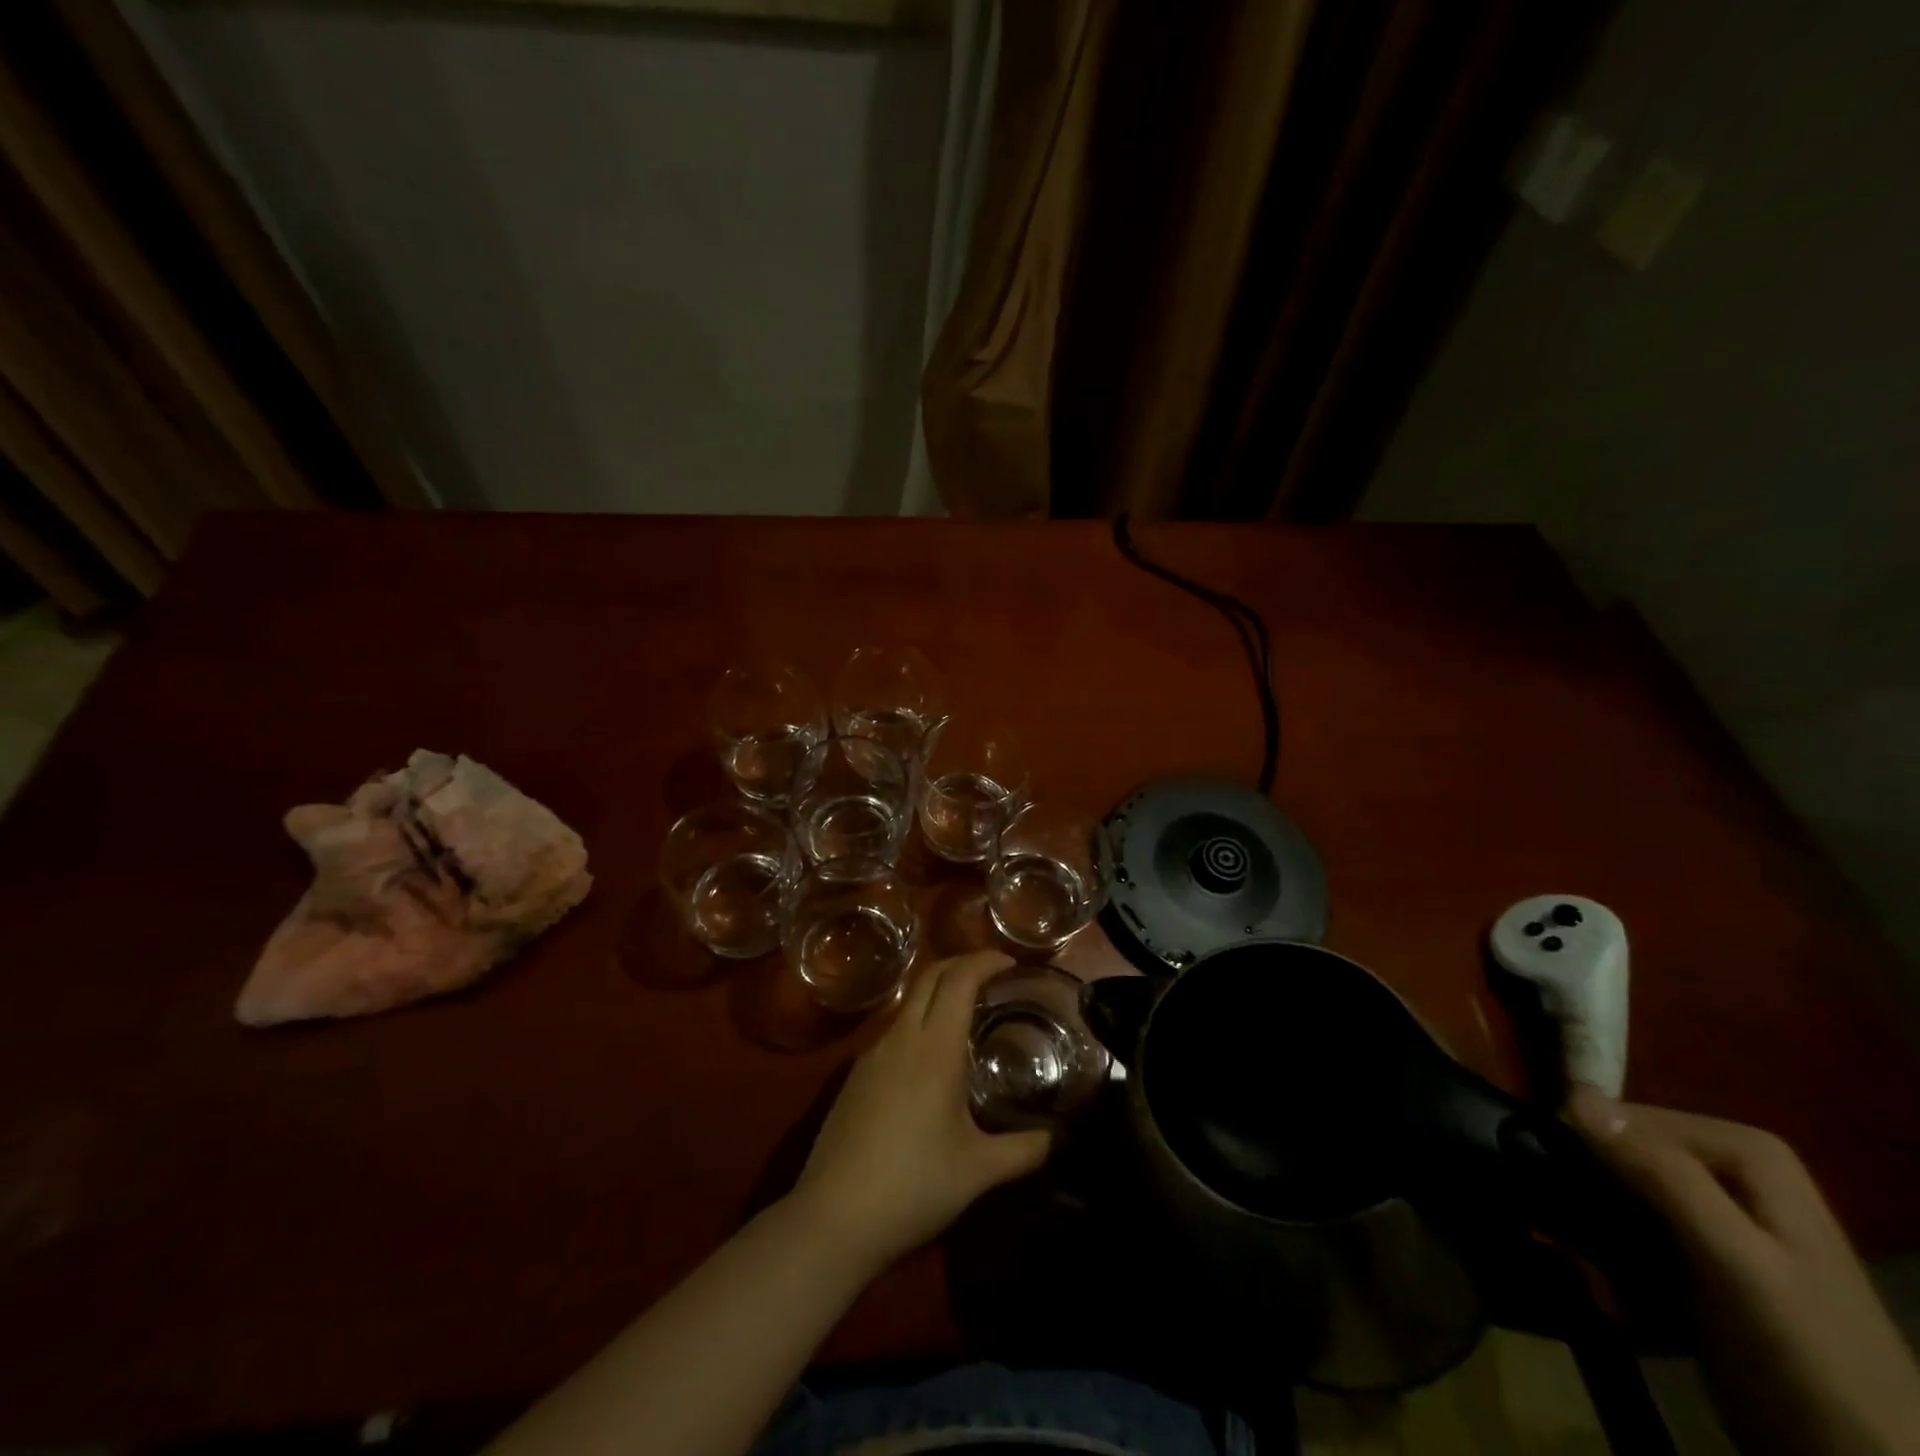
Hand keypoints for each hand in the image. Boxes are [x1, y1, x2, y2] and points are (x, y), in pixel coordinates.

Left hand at [789, 952, 1052, 1271]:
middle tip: (993, 975)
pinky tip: (932, 1057)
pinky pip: (894, 1029)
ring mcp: (872, 1054)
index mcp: (934, 1049)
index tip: (1010, 963)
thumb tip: (1057, 1137)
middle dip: (962, 964)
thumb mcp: (978, 1172)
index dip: (985, 961)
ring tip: (967, 1014)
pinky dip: (919, 1020)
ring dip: (938, 991)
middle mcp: (901, 1038)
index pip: (959, 979)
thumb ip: (1024, 1150)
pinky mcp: (855, 1075)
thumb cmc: (913, 1188)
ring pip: (908, 1001)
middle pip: (930, 976)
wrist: (833, 1218)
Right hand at [1569, 1087, 1919, 1454]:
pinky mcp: (1698, 1259)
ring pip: (1617, 1191)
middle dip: (1589, 1194)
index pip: (1628, 1116)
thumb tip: (1574, 1094)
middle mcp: (1729, 1171)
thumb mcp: (1735, 1260)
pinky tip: (1608, 1291)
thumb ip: (1663, 1174)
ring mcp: (1715, 1217)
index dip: (1587, 1145)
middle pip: (1623, 1153)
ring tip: (1589, 1272)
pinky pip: (1629, 1231)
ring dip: (1593, 1230)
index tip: (1553, 1180)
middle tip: (1573, 1240)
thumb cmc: (1807, 1353)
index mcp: (1746, 1153)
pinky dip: (1609, 1258)